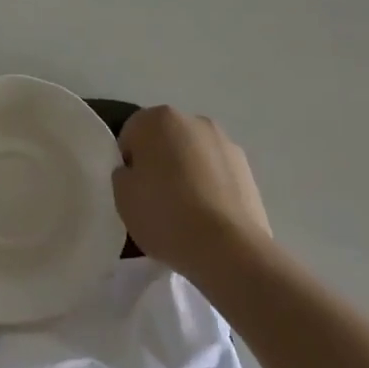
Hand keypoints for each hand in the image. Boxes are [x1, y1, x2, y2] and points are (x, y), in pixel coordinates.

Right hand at [112, 106, 272, 283]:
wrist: (229, 249)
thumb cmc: (166, 216)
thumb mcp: (122, 198)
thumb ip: (123, 175)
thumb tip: (135, 172)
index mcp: (157, 118)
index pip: (132, 134)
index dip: (129, 163)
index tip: (133, 191)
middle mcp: (191, 120)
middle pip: (165, 139)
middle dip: (160, 162)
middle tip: (157, 200)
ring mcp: (223, 141)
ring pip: (193, 154)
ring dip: (188, 171)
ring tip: (187, 213)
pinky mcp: (246, 167)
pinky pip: (217, 172)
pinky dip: (211, 186)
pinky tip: (210, 217)